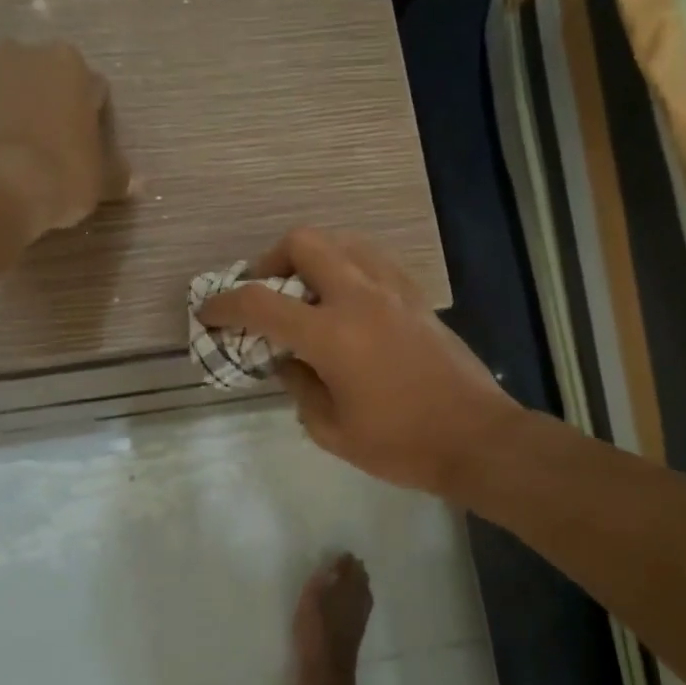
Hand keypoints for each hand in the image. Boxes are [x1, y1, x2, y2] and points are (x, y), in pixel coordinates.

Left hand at [0, 31, 130, 235]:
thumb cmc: (57, 179)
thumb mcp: (99, 183)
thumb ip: (117, 175)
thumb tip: (140, 180)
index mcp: (70, 67)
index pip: (89, 89)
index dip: (87, 118)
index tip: (82, 145)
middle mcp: (22, 51)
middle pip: (36, 73)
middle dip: (39, 98)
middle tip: (39, 142)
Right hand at [198, 228, 526, 496]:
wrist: (476, 437)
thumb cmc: (402, 444)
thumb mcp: (332, 430)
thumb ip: (299, 388)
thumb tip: (287, 361)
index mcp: (332, 333)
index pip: (260, 301)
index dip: (224, 304)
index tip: (208, 311)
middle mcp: (359, 296)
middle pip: (303, 242)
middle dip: (270, 260)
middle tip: (265, 291)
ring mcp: (393, 289)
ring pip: (342, 240)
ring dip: (312, 255)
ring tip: (304, 290)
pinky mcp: (416, 294)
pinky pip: (372, 257)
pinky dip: (347, 264)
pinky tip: (346, 297)